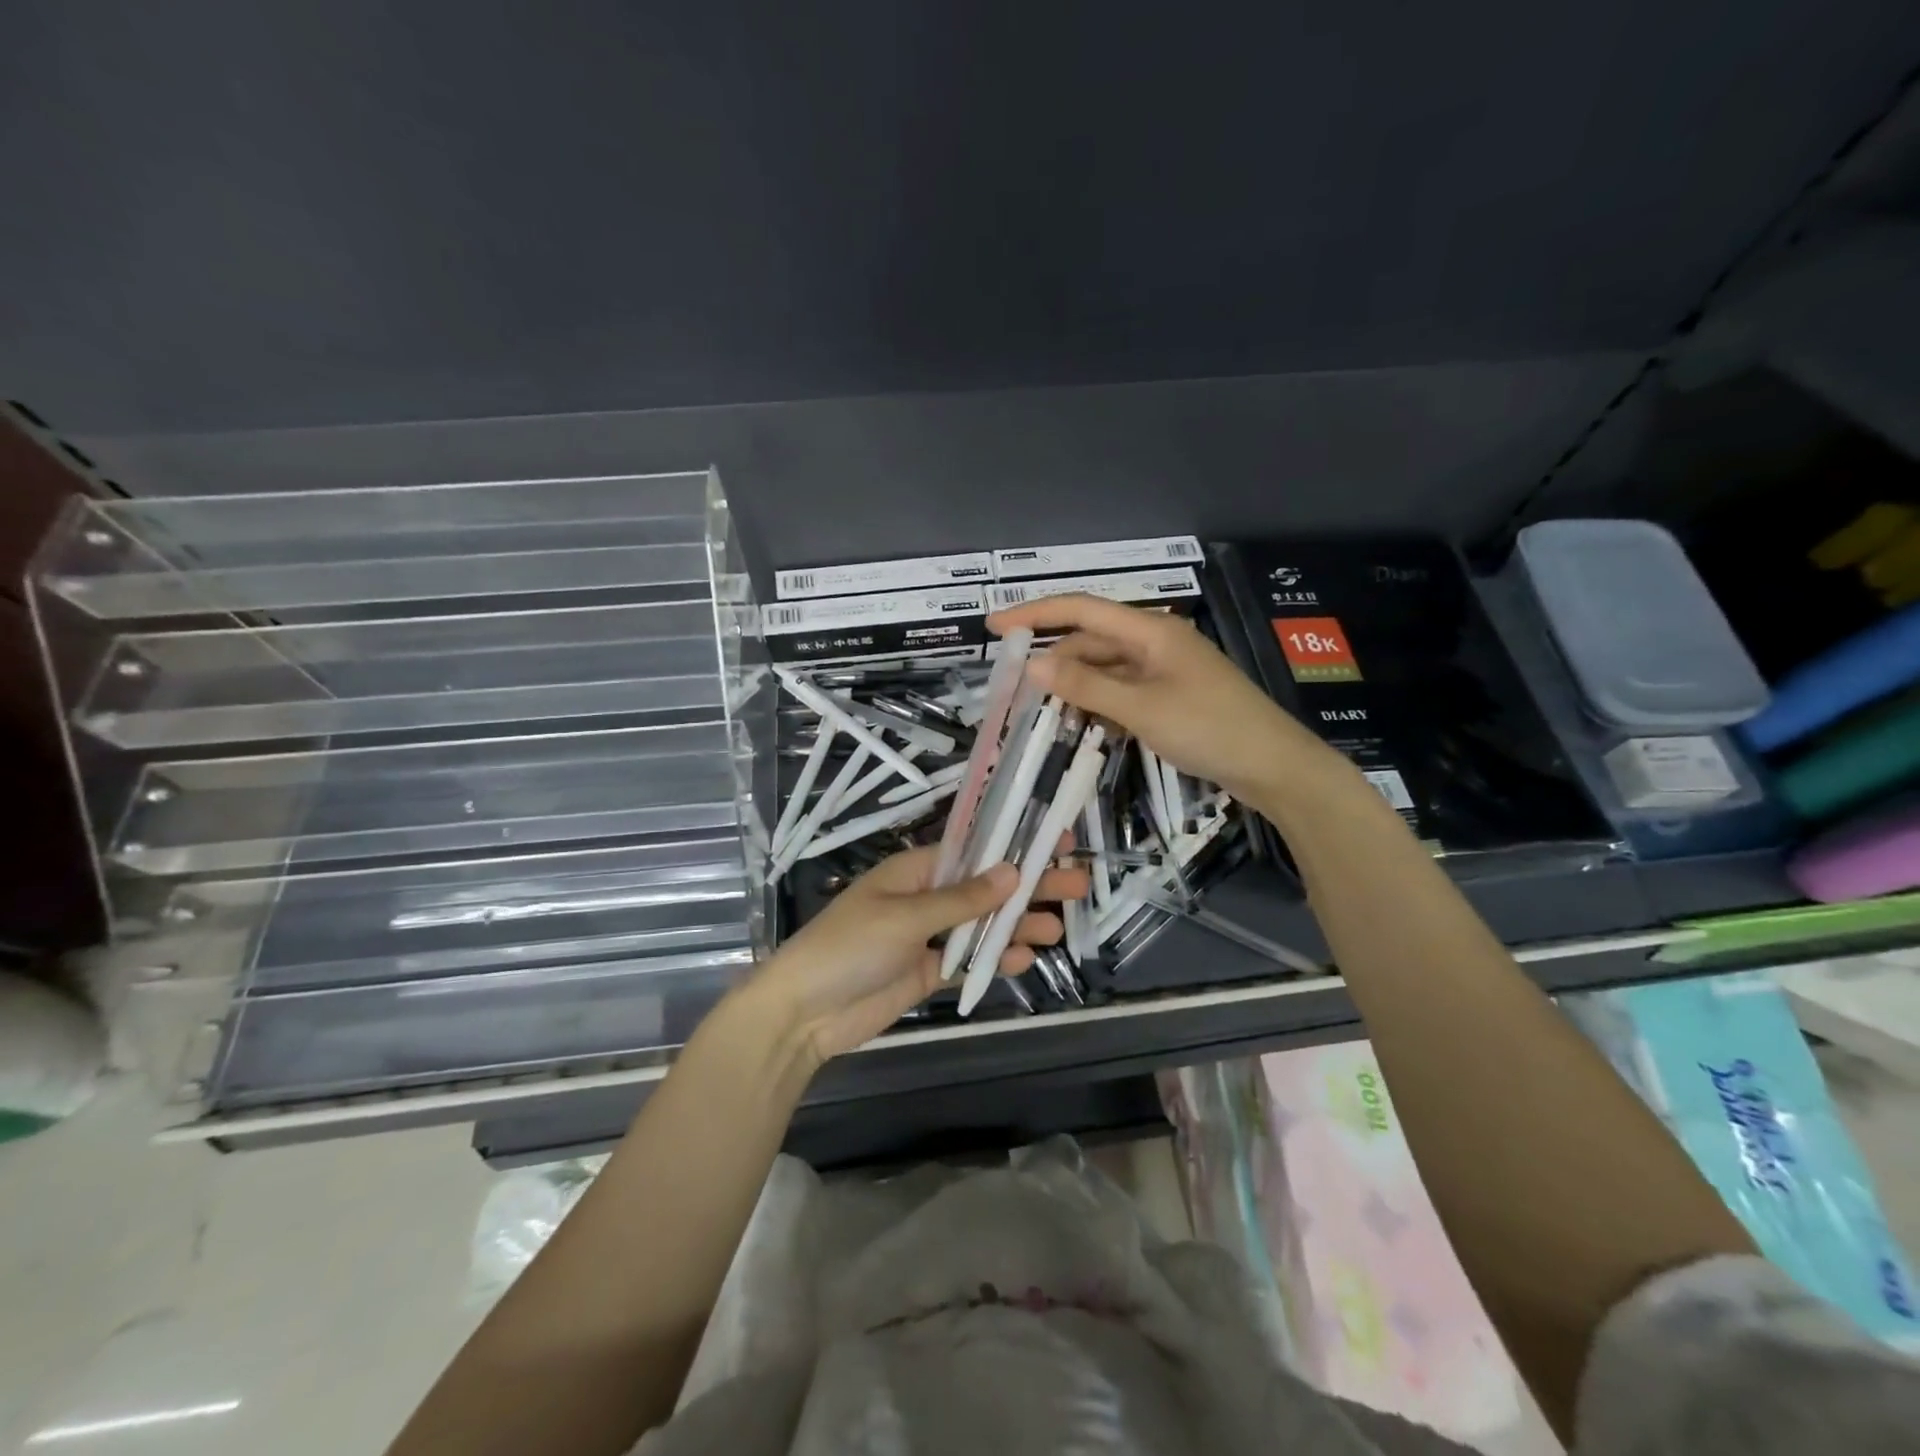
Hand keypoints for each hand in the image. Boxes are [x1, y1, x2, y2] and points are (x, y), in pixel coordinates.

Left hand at [759, 844, 1090, 1062]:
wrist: (804, 1013)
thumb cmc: (849, 947)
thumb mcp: (905, 916)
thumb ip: (961, 899)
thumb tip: (1012, 871)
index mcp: (915, 871)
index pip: (974, 852)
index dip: (1015, 846)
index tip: (1057, 842)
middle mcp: (925, 898)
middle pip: (986, 888)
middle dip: (1028, 887)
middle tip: (1077, 886)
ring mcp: (927, 938)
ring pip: (982, 926)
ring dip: (1017, 926)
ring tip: (1056, 931)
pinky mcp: (927, 974)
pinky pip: (968, 961)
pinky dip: (995, 960)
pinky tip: (1024, 961)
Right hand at [988, 594, 1337, 801]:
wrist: (1273, 766)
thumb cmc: (1209, 728)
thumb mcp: (1141, 708)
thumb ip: (1085, 685)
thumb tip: (1033, 664)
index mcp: (1150, 630)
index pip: (1081, 610)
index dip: (1035, 613)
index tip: (995, 627)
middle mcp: (1154, 642)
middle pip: (1090, 640)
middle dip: (1052, 658)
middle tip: (1013, 687)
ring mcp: (1163, 670)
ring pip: (1104, 667)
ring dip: (1073, 684)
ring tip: (1039, 710)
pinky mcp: (1169, 695)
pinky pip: (1121, 690)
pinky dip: (1097, 701)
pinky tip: (1079, 721)